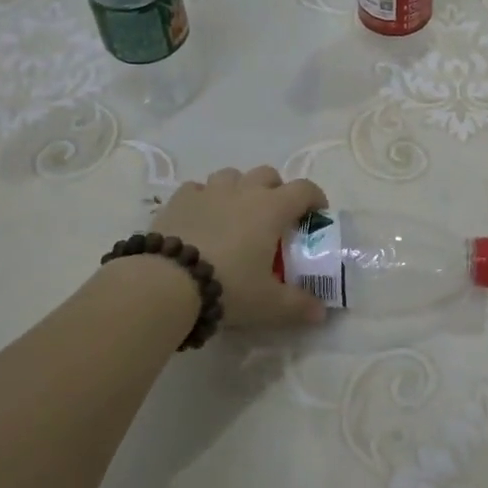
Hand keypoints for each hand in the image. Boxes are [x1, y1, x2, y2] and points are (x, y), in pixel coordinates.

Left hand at [147, 166, 329, 329]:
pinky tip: (202, 219)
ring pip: (231, 175)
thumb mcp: (269, 304)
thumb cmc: (229, 286)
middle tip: (275, 217)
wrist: (167, 282)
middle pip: (267, 174)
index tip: (317, 215)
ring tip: (236, 215)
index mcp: (271, 208)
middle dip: (276, 190)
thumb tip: (320, 312)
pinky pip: (198, 189)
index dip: (315, 198)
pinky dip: (205, 198)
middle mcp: (243, 191)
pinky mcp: (179, 200)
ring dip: (240, 189)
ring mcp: (208, 192)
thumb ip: (299, 306)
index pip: (304, 189)